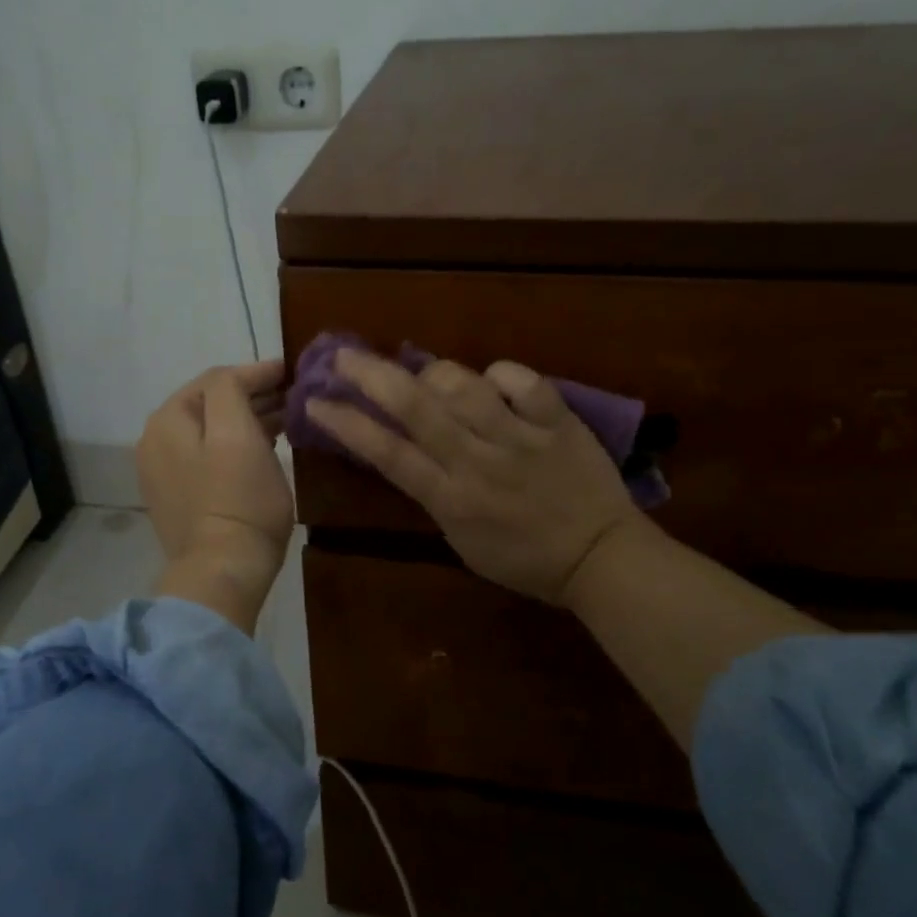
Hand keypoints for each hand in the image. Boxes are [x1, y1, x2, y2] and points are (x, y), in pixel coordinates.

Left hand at [138, 360, 293, 633]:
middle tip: (291, 396)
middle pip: (209, 404)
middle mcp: (155, 440)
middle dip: (251, 396)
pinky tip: (261, 448)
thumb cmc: (239, 499)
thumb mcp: (238, 433)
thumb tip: (241, 377)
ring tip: (283, 420)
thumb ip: (231, 390)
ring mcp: (163, 471)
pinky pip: (207, 456)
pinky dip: (233, 445)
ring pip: (210, 430)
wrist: (223, 570)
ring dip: (245, 420)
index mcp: (167, 420)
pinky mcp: (177, 497)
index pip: (216, 380)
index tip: (290, 371)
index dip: (256, 372)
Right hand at [304, 350, 650, 604]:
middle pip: (416, 409)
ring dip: (433, 372)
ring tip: (422, 372)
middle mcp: (477, 462)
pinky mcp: (557, 421)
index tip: (316, 402)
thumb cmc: (524, 560)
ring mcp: (518, 438)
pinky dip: (501, 374)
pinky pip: (523, 381)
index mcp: (451, 499)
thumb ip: (434, 495)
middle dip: (372, 376)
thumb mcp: (462, 540)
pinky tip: (493, 381)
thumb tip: (406, 451)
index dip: (347, 424)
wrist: (600, 558)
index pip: (387, 453)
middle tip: (344, 356)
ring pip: (464, 387)